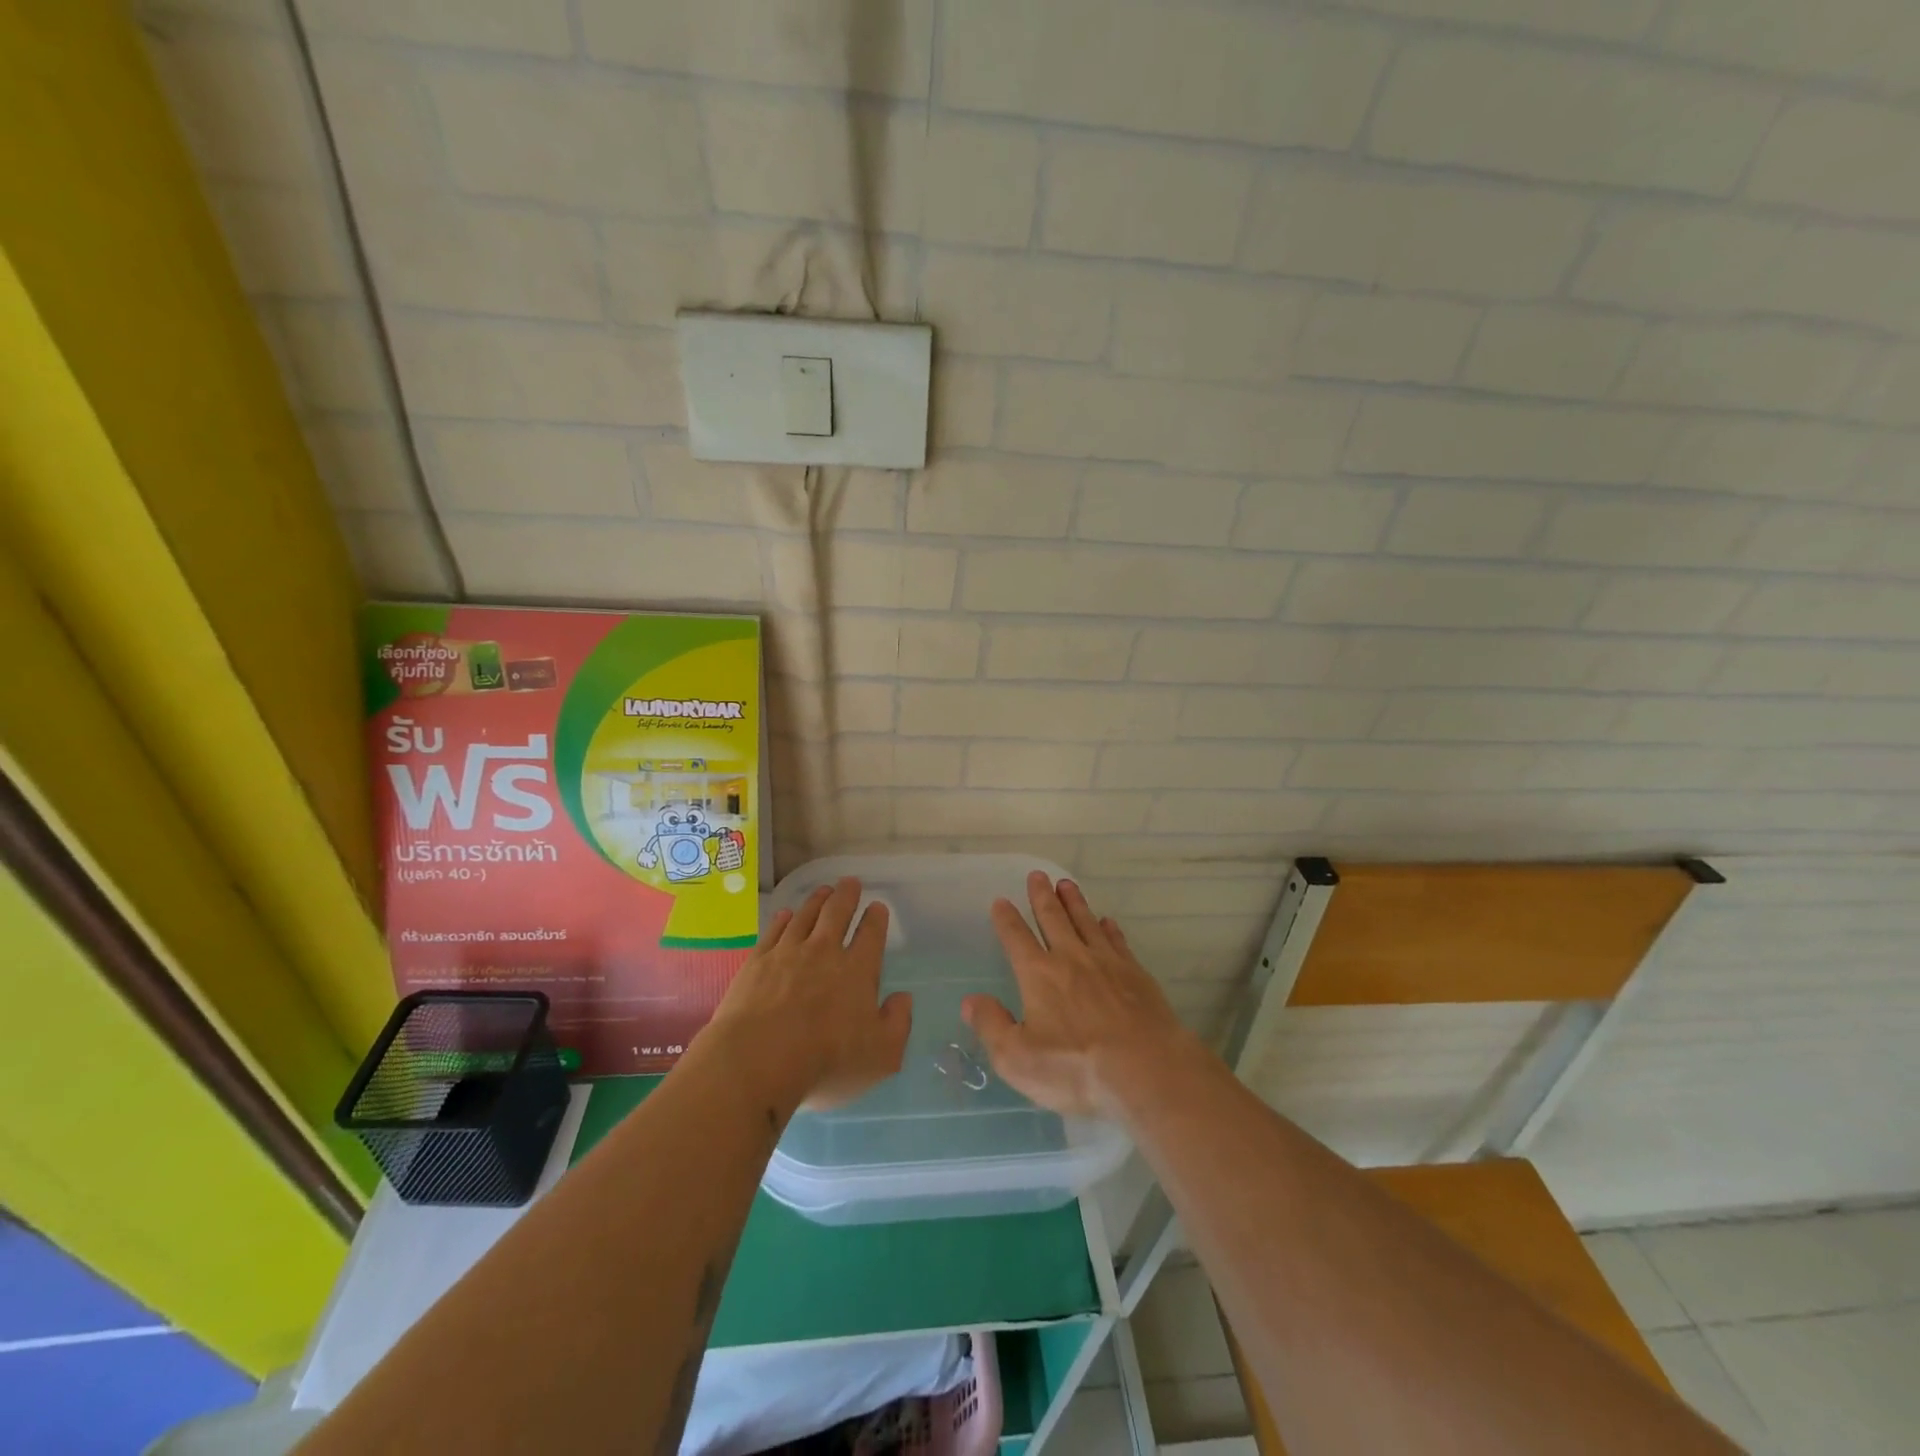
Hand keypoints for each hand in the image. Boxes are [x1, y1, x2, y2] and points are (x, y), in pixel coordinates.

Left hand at [705, 877, 910, 1109]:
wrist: (756, 1061)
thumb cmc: (825, 1062)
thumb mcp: (881, 1055)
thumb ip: (897, 1023)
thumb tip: (903, 998)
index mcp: (857, 971)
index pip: (871, 934)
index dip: (876, 918)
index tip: (878, 907)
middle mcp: (824, 952)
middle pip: (837, 913)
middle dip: (847, 895)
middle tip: (850, 882)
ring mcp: (787, 953)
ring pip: (805, 916)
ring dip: (817, 900)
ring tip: (824, 890)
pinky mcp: (756, 962)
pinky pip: (774, 930)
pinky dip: (783, 919)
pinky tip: (786, 914)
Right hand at [964, 872, 1195, 1118]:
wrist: (1147, 1070)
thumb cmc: (1076, 1068)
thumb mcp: (1018, 1059)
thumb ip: (991, 1026)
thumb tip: (970, 1000)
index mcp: (1039, 975)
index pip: (1017, 938)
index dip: (1007, 919)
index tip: (1001, 901)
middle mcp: (1071, 958)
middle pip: (1053, 919)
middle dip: (1042, 896)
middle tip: (1037, 875)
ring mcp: (1107, 963)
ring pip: (1086, 922)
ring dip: (1074, 902)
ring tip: (1066, 884)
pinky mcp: (1136, 974)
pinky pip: (1117, 941)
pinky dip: (1109, 928)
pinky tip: (1107, 922)